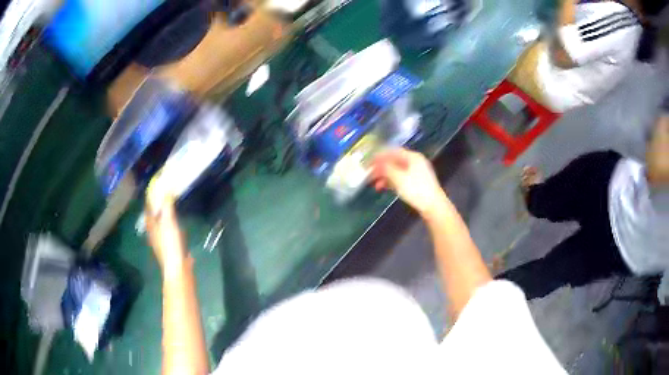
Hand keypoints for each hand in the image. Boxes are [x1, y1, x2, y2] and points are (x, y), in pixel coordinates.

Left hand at [145, 194, 186, 274]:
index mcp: (151, 225)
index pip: (148, 206)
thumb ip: (167, 206)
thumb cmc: (170, 244)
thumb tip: (167, 190)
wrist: (178, 269)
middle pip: (154, 215)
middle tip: (164, 192)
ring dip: (164, 214)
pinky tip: (177, 224)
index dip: (151, 196)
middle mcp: (154, 232)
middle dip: (157, 204)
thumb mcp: (168, 222)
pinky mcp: (170, 247)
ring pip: (161, 223)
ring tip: (171, 205)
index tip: (156, 185)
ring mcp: (161, 240)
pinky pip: (169, 231)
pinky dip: (171, 224)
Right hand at [371, 148, 448, 217]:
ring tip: (374, 184)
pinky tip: (383, 187)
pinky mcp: (416, 183)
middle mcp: (415, 162)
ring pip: (396, 171)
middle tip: (369, 173)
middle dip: (381, 167)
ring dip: (384, 176)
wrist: (433, 206)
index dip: (379, 155)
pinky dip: (391, 181)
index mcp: (412, 157)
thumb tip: (377, 163)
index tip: (369, 161)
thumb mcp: (398, 178)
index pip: (393, 151)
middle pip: (394, 161)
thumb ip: (386, 168)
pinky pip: (400, 178)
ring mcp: (416, 172)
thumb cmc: (416, 189)